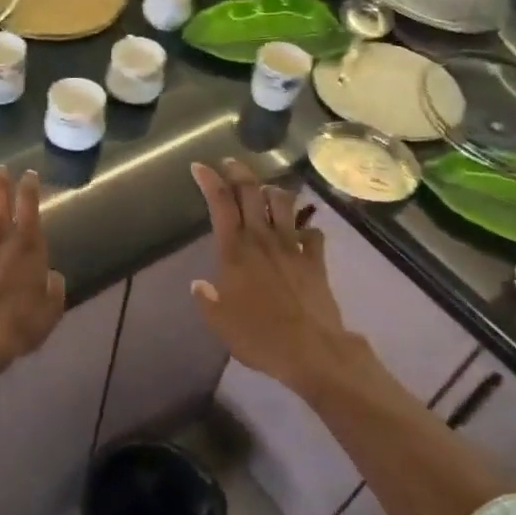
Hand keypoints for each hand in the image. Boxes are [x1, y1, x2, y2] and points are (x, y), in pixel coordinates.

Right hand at [189, 160, 366, 396]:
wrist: (311, 350)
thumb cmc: (258, 336)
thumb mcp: (219, 322)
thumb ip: (207, 300)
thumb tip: (200, 285)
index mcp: (234, 251)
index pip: (220, 204)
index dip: (209, 181)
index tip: (199, 167)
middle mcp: (263, 239)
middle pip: (251, 192)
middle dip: (239, 172)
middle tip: (230, 164)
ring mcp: (293, 246)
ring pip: (283, 203)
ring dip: (272, 191)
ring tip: (264, 191)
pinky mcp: (316, 259)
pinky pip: (312, 232)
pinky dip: (305, 227)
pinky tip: (301, 231)